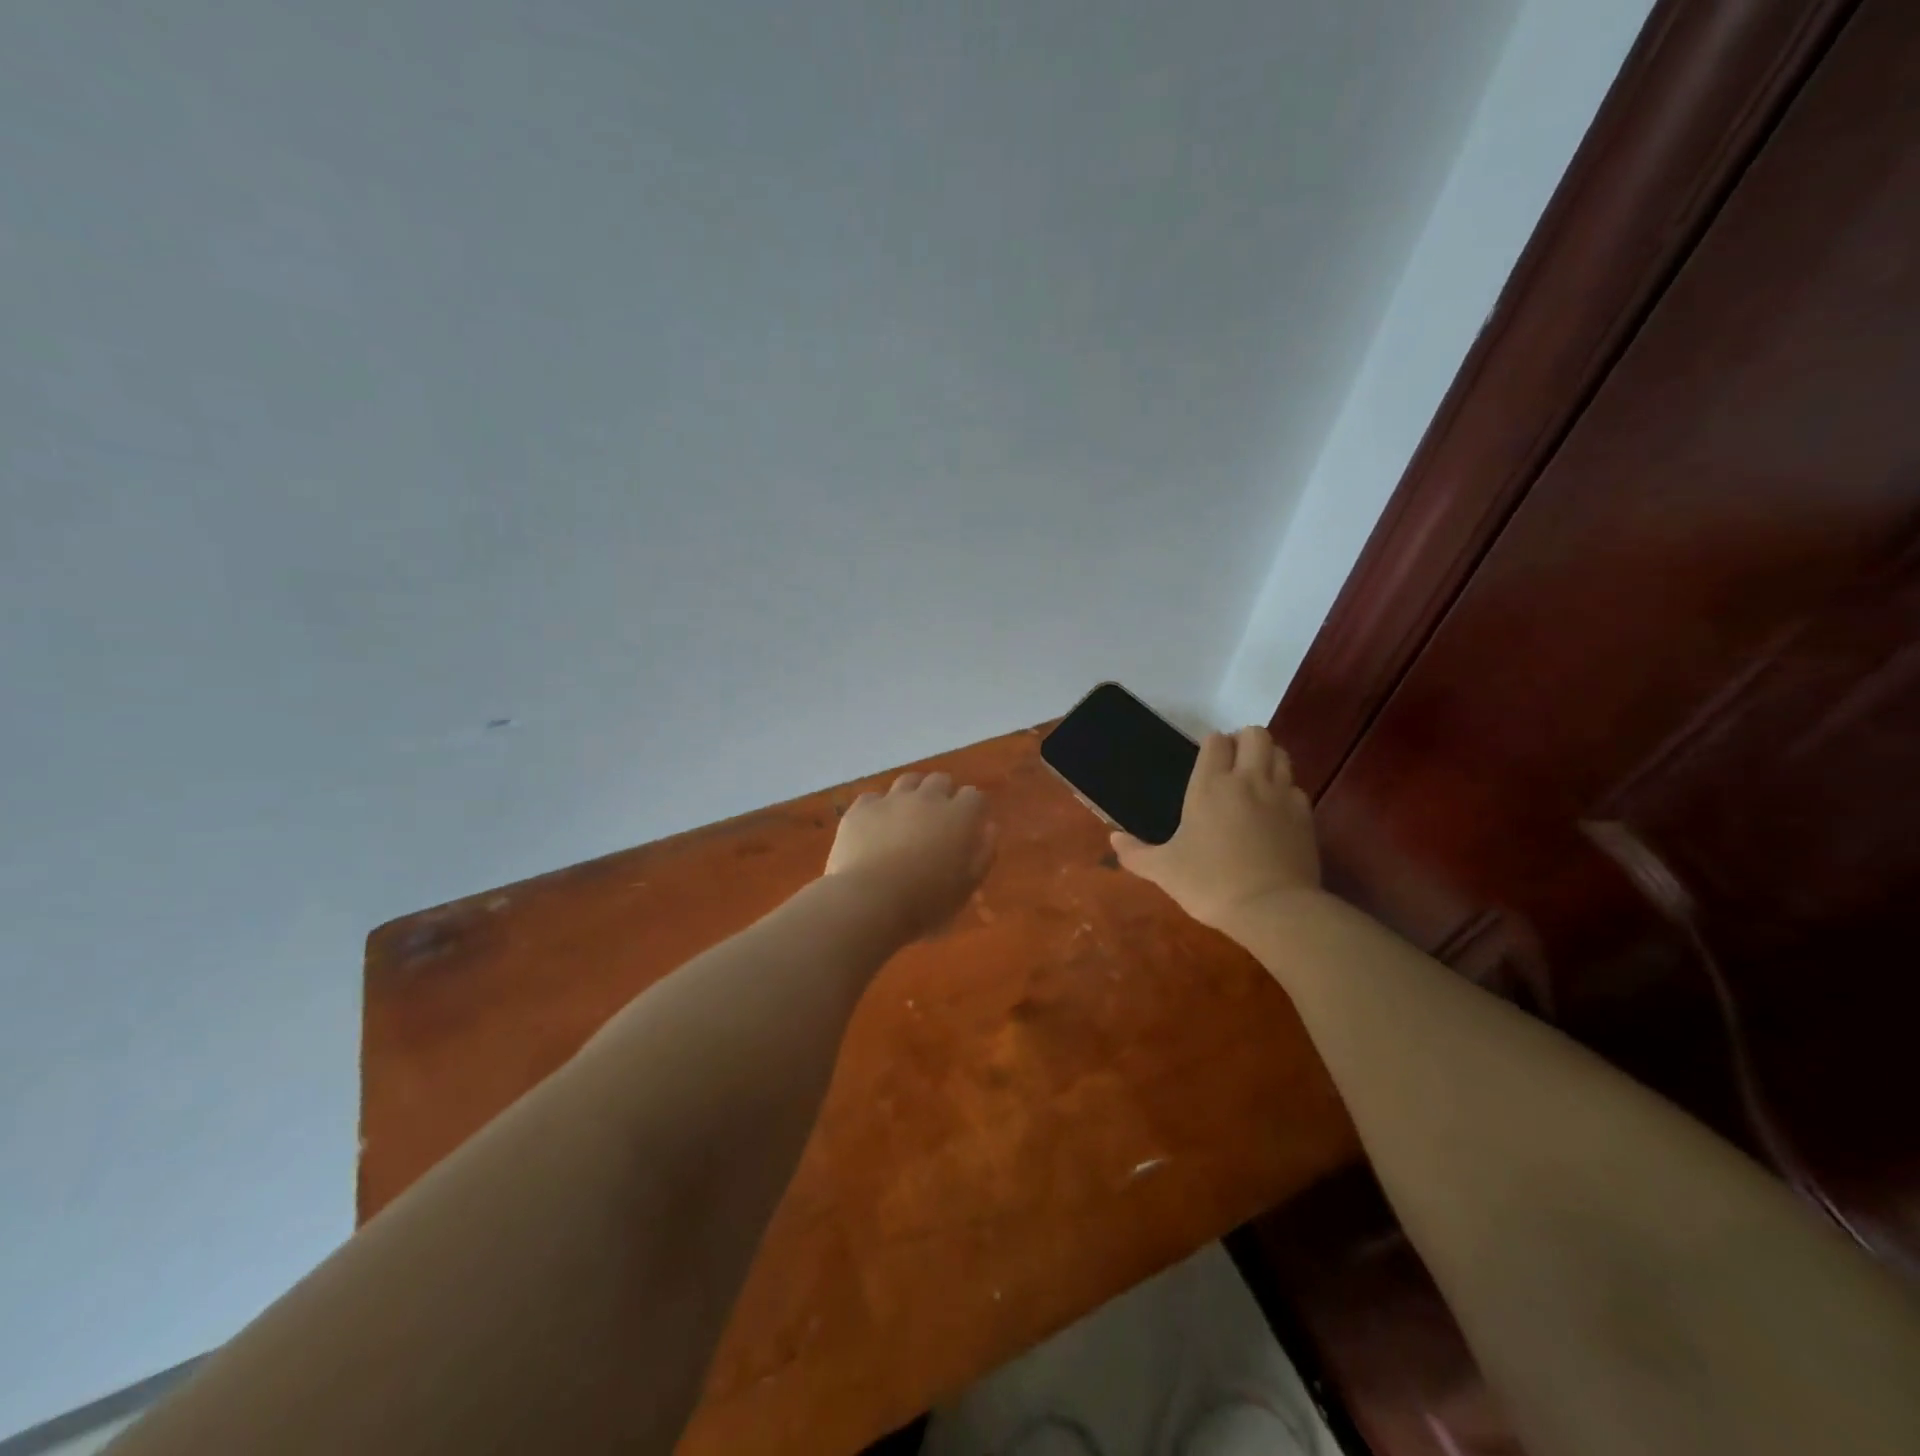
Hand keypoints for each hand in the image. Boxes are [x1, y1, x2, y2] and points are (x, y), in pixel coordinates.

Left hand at [825, 772, 995, 940]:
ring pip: (908, 781)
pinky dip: (879, 808)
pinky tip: (876, 826)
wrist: (869, 900)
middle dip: (944, 794)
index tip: (971, 824)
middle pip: (941, 780)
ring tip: (909, 814)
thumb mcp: (967, 886)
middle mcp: (927, 798)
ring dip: (913, 792)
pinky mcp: (861, 809)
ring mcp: (891, 800)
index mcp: (958, 816)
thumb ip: (983, 853)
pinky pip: (873, 798)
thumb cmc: (926, 901)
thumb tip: (989, 828)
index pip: (975, 796)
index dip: (974, 808)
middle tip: (939, 819)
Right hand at [1110, 726, 1320, 935]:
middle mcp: (1248, 781)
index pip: (1215, 741)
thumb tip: (1113, 838)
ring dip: (1268, 759)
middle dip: (1243, 741)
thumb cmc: (1210, 883)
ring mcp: (1282, 796)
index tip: (1205, 760)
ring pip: (1281, 755)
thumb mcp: (1164, 871)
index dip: (1211, 744)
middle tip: (1231, 764)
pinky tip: (1275, 812)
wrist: (1273, 909)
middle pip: (1255, 735)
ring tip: (1254, 780)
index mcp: (1210, 785)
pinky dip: (1286, 792)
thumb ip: (1136, 852)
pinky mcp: (1305, 816)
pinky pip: (1296, 788)